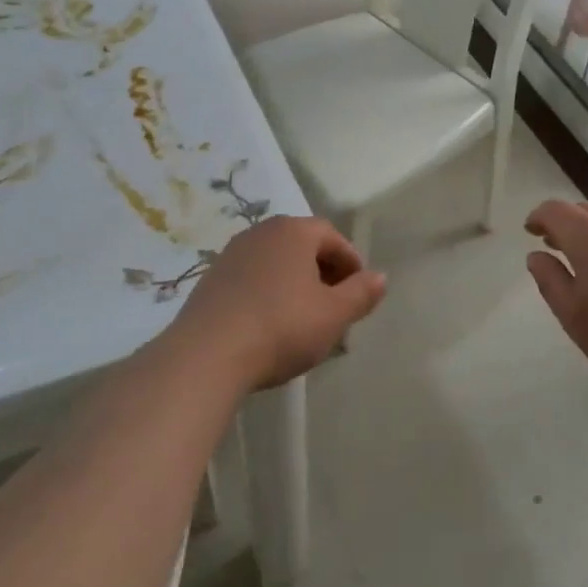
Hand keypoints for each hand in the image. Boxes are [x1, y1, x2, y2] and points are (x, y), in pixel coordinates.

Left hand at [162, 216, 384, 391]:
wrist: (206, 355)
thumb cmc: (282, 327)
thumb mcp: (334, 315)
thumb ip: (361, 293)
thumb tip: (380, 277)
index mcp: (293, 231)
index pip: (332, 236)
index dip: (351, 262)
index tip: (359, 292)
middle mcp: (260, 232)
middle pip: (302, 245)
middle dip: (324, 272)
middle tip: (335, 305)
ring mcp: (231, 255)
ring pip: (276, 262)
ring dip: (295, 283)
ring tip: (304, 318)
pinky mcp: (210, 280)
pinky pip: (251, 279)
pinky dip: (268, 293)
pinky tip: (270, 325)